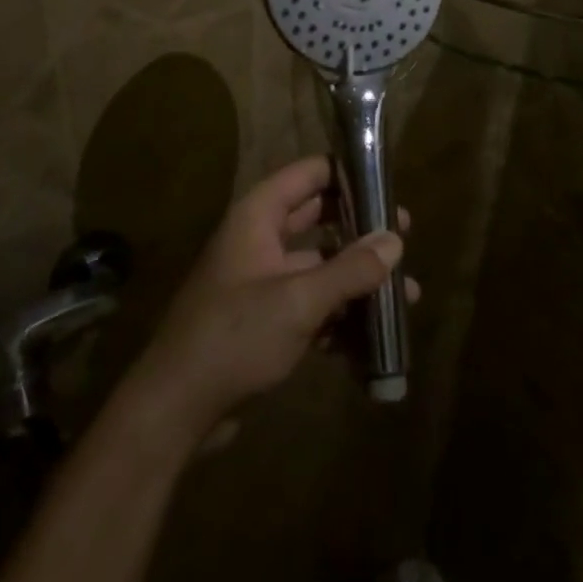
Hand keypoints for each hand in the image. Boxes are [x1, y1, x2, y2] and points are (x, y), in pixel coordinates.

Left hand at [122, 156, 413, 446]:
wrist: (177, 407)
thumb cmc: (235, 336)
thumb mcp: (298, 300)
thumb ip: (349, 270)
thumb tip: (395, 240)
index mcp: (258, 216)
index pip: (308, 174)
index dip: (347, 174)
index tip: (388, 184)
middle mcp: (260, 239)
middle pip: (319, 219)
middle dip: (361, 231)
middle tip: (405, 238)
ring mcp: (262, 281)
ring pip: (319, 267)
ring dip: (357, 281)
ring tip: (405, 298)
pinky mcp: (265, 320)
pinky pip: (310, 305)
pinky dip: (339, 317)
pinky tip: (373, 342)